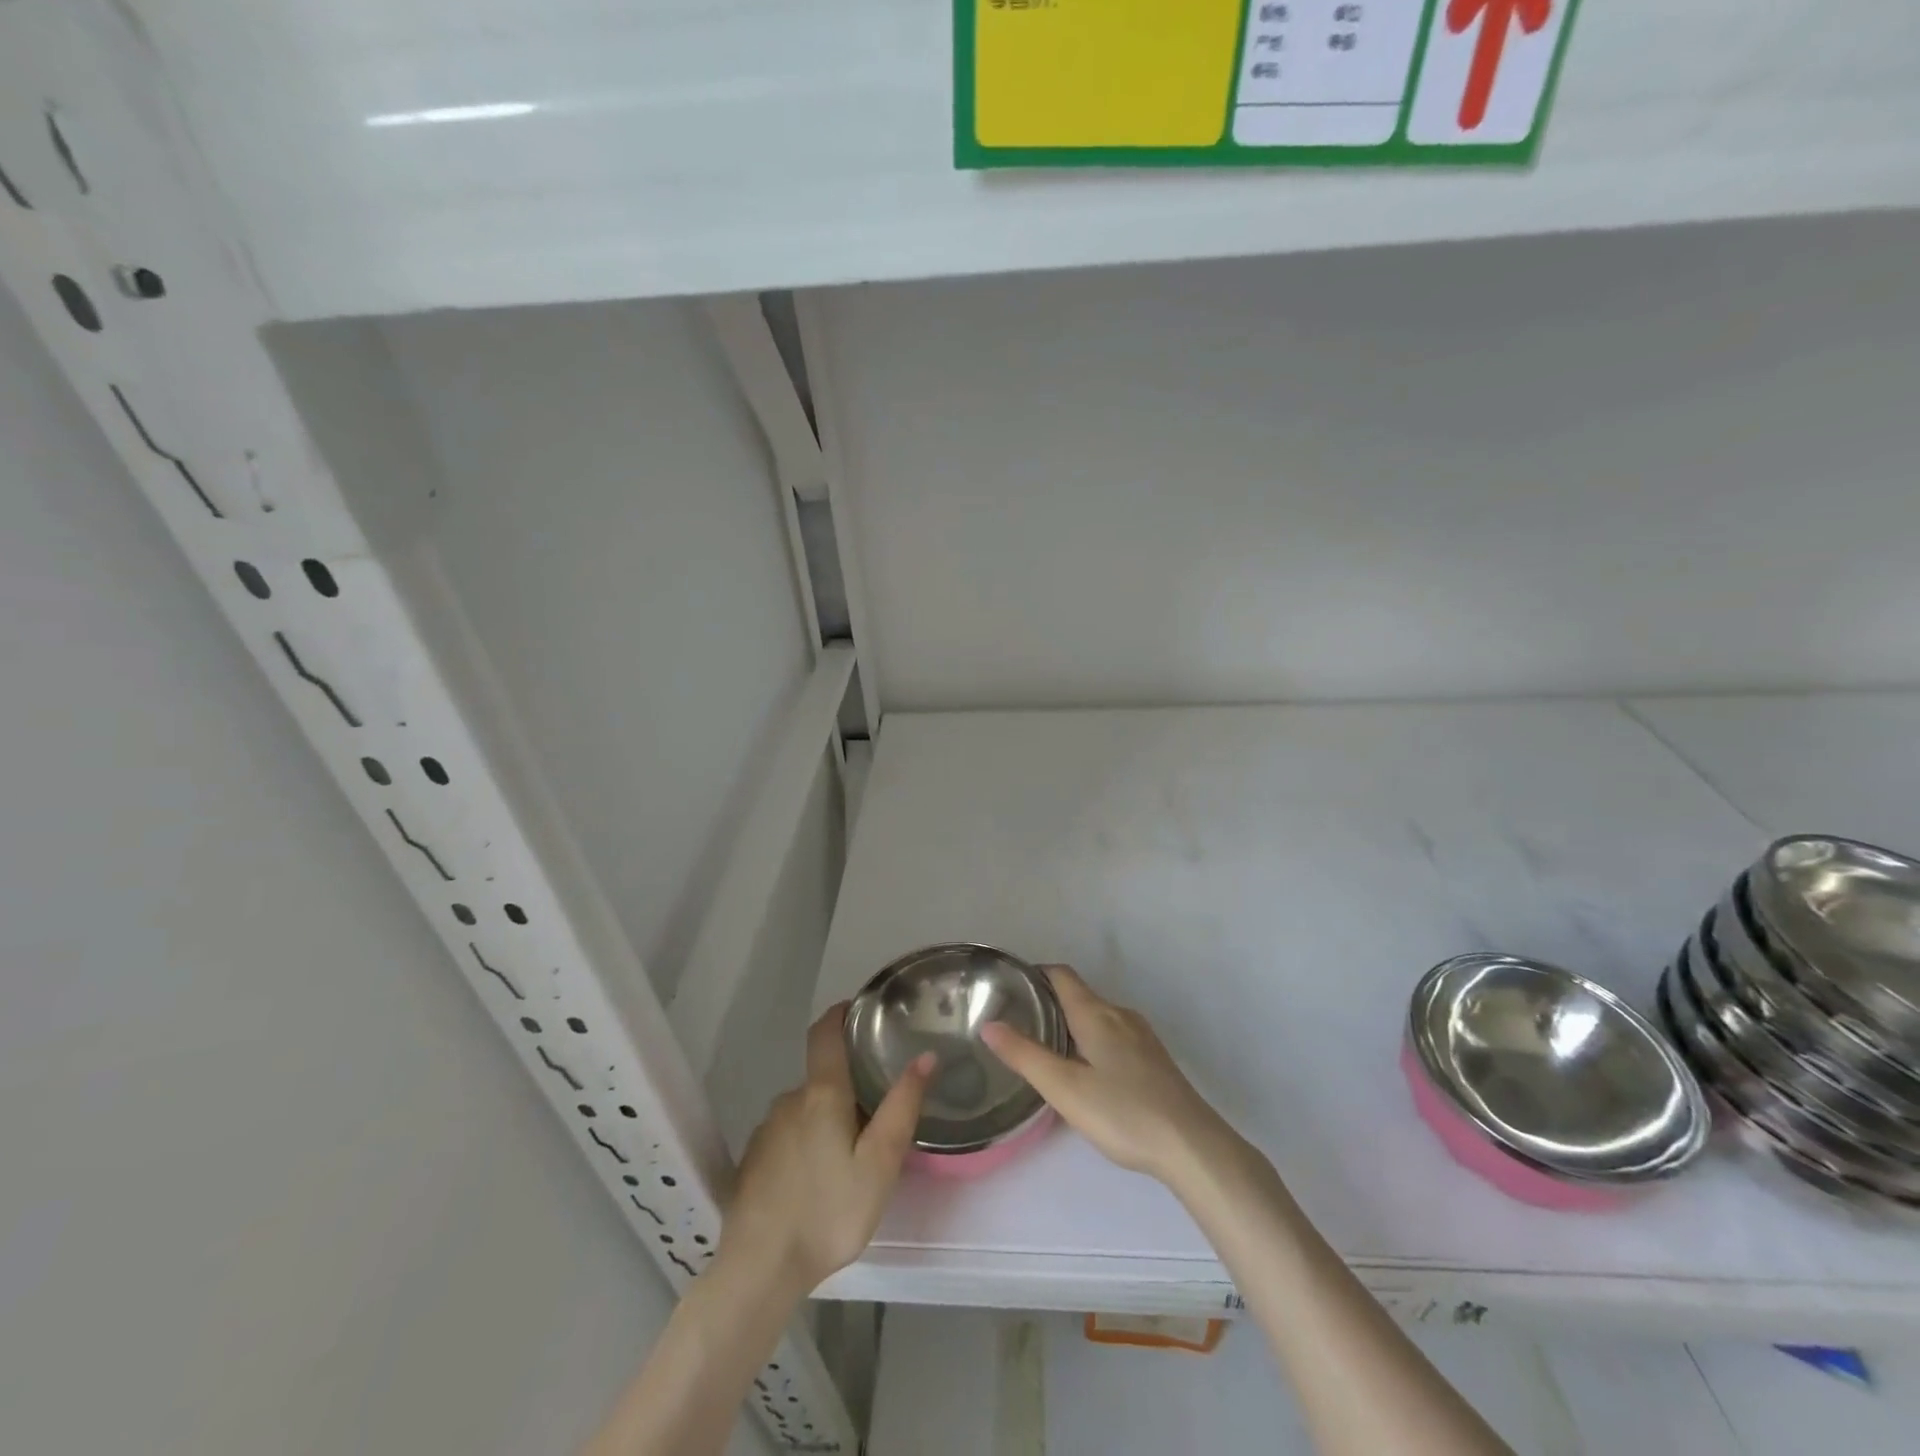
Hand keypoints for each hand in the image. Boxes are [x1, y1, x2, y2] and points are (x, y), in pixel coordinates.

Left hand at [719, 1003, 931, 1294]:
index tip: (861, 1011)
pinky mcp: (753, 1160)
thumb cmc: (829, 1213)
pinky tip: (818, 1181)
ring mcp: (767, 1130)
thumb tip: (925, 1056)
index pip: (825, 1032)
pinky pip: (788, 1136)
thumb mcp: (880, 1164)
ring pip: (806, 1110)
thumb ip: (902, 1107)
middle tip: (877, 1117)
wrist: (759, 1270)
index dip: (841, 1014)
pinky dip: (806, 1144)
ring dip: (827, 1121)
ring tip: (851, 1156)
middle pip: (822, 1078)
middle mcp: (790, 1101)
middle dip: (848, 1088)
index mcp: (821, 1094)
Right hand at [981, 965, 1234, 1184]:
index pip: (1061, 975)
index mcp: (1095, 1013)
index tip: (1008, 987)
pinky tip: (1085, 1070)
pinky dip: (1090, 1039)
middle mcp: (1119, 1014)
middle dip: (1048, 1001)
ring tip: (1044, 1047)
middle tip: (1017, 1022)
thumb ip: (1025, 1055)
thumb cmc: (1122, 1112)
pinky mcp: (1153, 1058)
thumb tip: (989, 1024)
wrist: (1191, 1145)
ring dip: (1070, 1022)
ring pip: (1097, 1016)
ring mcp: (1140, 1036)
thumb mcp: (1065, 1088)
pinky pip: (1113, 1034)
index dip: (1034, 974)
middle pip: (1079, 994)